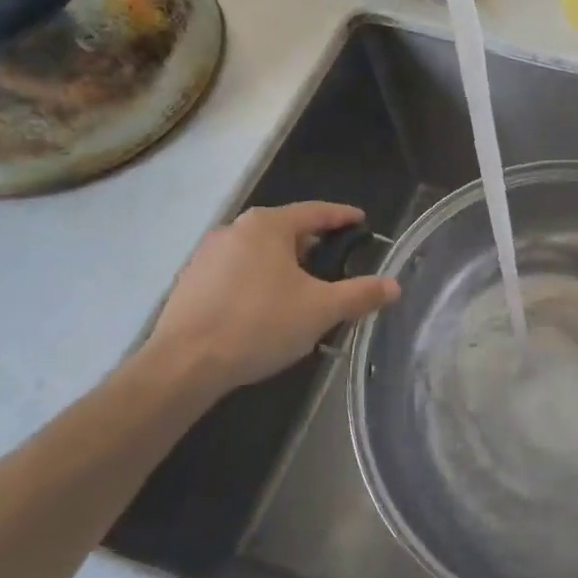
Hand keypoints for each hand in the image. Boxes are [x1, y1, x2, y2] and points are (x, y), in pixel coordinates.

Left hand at [145, 202, 398, 399]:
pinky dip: (258, 280)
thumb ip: (360, 294)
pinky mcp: (190, 282)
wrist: (184, 365)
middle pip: (285, 230)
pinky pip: (236, 271)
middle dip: (312, 245)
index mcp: (268, 225)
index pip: (315, 212)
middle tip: (336, 264)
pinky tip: (266, 308)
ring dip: (283, 265)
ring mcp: (206, 255)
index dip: (342, 217)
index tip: (361, 221)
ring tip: (303, 290)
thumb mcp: (321, 310)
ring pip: (259, 251)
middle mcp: (234, 229)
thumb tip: (394, 286)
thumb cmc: (259, 325)